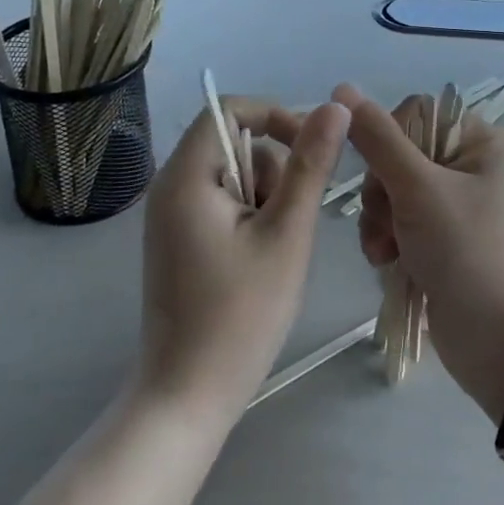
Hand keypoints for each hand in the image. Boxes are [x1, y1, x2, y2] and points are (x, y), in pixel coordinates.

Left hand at [135, 97, 349, 433]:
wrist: (187, 397)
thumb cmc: (240, 315)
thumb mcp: (287, 234)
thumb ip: (310, 165)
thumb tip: (334, 107)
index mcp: (186, 176)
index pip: (229, 108)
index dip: (276, 115)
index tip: (312, 149)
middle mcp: (170, 186)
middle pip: (234, 142)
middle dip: (274, 170)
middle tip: (289, 222)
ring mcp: (171, 215)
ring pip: (234, 175)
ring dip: (266, 197)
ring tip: (276, 250)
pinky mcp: (178, 240)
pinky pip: (222, 202)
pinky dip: (251, 217)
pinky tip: (260, 260)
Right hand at [335, 84, 503, 419]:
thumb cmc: (469, 253)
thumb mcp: (419, 189)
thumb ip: (377, 139)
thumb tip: (342, 89)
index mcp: (480, 142)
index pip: (415, 114)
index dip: (388, 141)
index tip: (383, 175)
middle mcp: (470, 167)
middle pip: (398, 155)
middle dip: (381, 191)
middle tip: (385, 222)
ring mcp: (456, 208)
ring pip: (392, 192)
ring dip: (379, 220)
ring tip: (383, 252)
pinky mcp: (443, 243)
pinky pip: (399, 224)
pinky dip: (387, 241)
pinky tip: (387, 264)